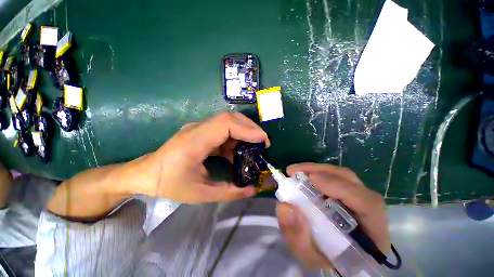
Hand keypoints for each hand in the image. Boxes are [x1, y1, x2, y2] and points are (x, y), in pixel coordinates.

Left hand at [143, 112, 269, 202]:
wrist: (145, 174)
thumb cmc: (169, 184)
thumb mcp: (200, 194)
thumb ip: (228, 192)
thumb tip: (252, 189)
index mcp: (195, 142)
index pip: (225, 124)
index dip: (247, 129)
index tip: (262, 140)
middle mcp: (198, 129)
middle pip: (229, 118)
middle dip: (250, 127)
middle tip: (262, 142)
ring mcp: (199, 128)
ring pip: (227, 122)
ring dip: (244, 132)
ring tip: (254, 147)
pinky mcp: (201, 132)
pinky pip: (223, 130)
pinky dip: (235, 138)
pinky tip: (238, 151)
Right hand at [275, 163, 389, 268]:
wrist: (338, 259)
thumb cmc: (328, 260)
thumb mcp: (310, 256)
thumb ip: (298, 236)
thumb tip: (284, 206)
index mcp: (372, 232)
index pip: (367, 203)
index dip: (340, 187)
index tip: (311, 179)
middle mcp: (369, 209)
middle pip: (350, 180)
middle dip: (320, 171)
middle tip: (294, 171)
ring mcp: (359, 197)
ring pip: (341, 175)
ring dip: (316, 170)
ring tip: (295, 172)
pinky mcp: (348, 192)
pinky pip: (334, 177)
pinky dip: (317, 173)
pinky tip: (303, 176)